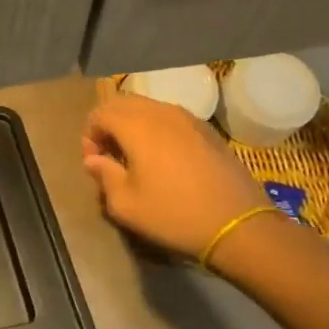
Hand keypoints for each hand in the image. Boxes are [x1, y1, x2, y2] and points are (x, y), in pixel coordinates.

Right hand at [82, 94, 271, 264]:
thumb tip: (94, 160)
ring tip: (137, 157)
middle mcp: (161, 112)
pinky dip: (158, 129)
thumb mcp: (126, 205)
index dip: (89, 135)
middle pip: (123, 103)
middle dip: (109, 125)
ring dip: (134, 125)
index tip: (95, 162)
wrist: (239, 226)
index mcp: (137, 126)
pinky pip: (172, 118)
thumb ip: (103, 175)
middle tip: (110, 156)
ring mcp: (189, 118)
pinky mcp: (208, 131)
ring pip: (149, 108)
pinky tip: (166, 159)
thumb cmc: (174, 215)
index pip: (100, 113)